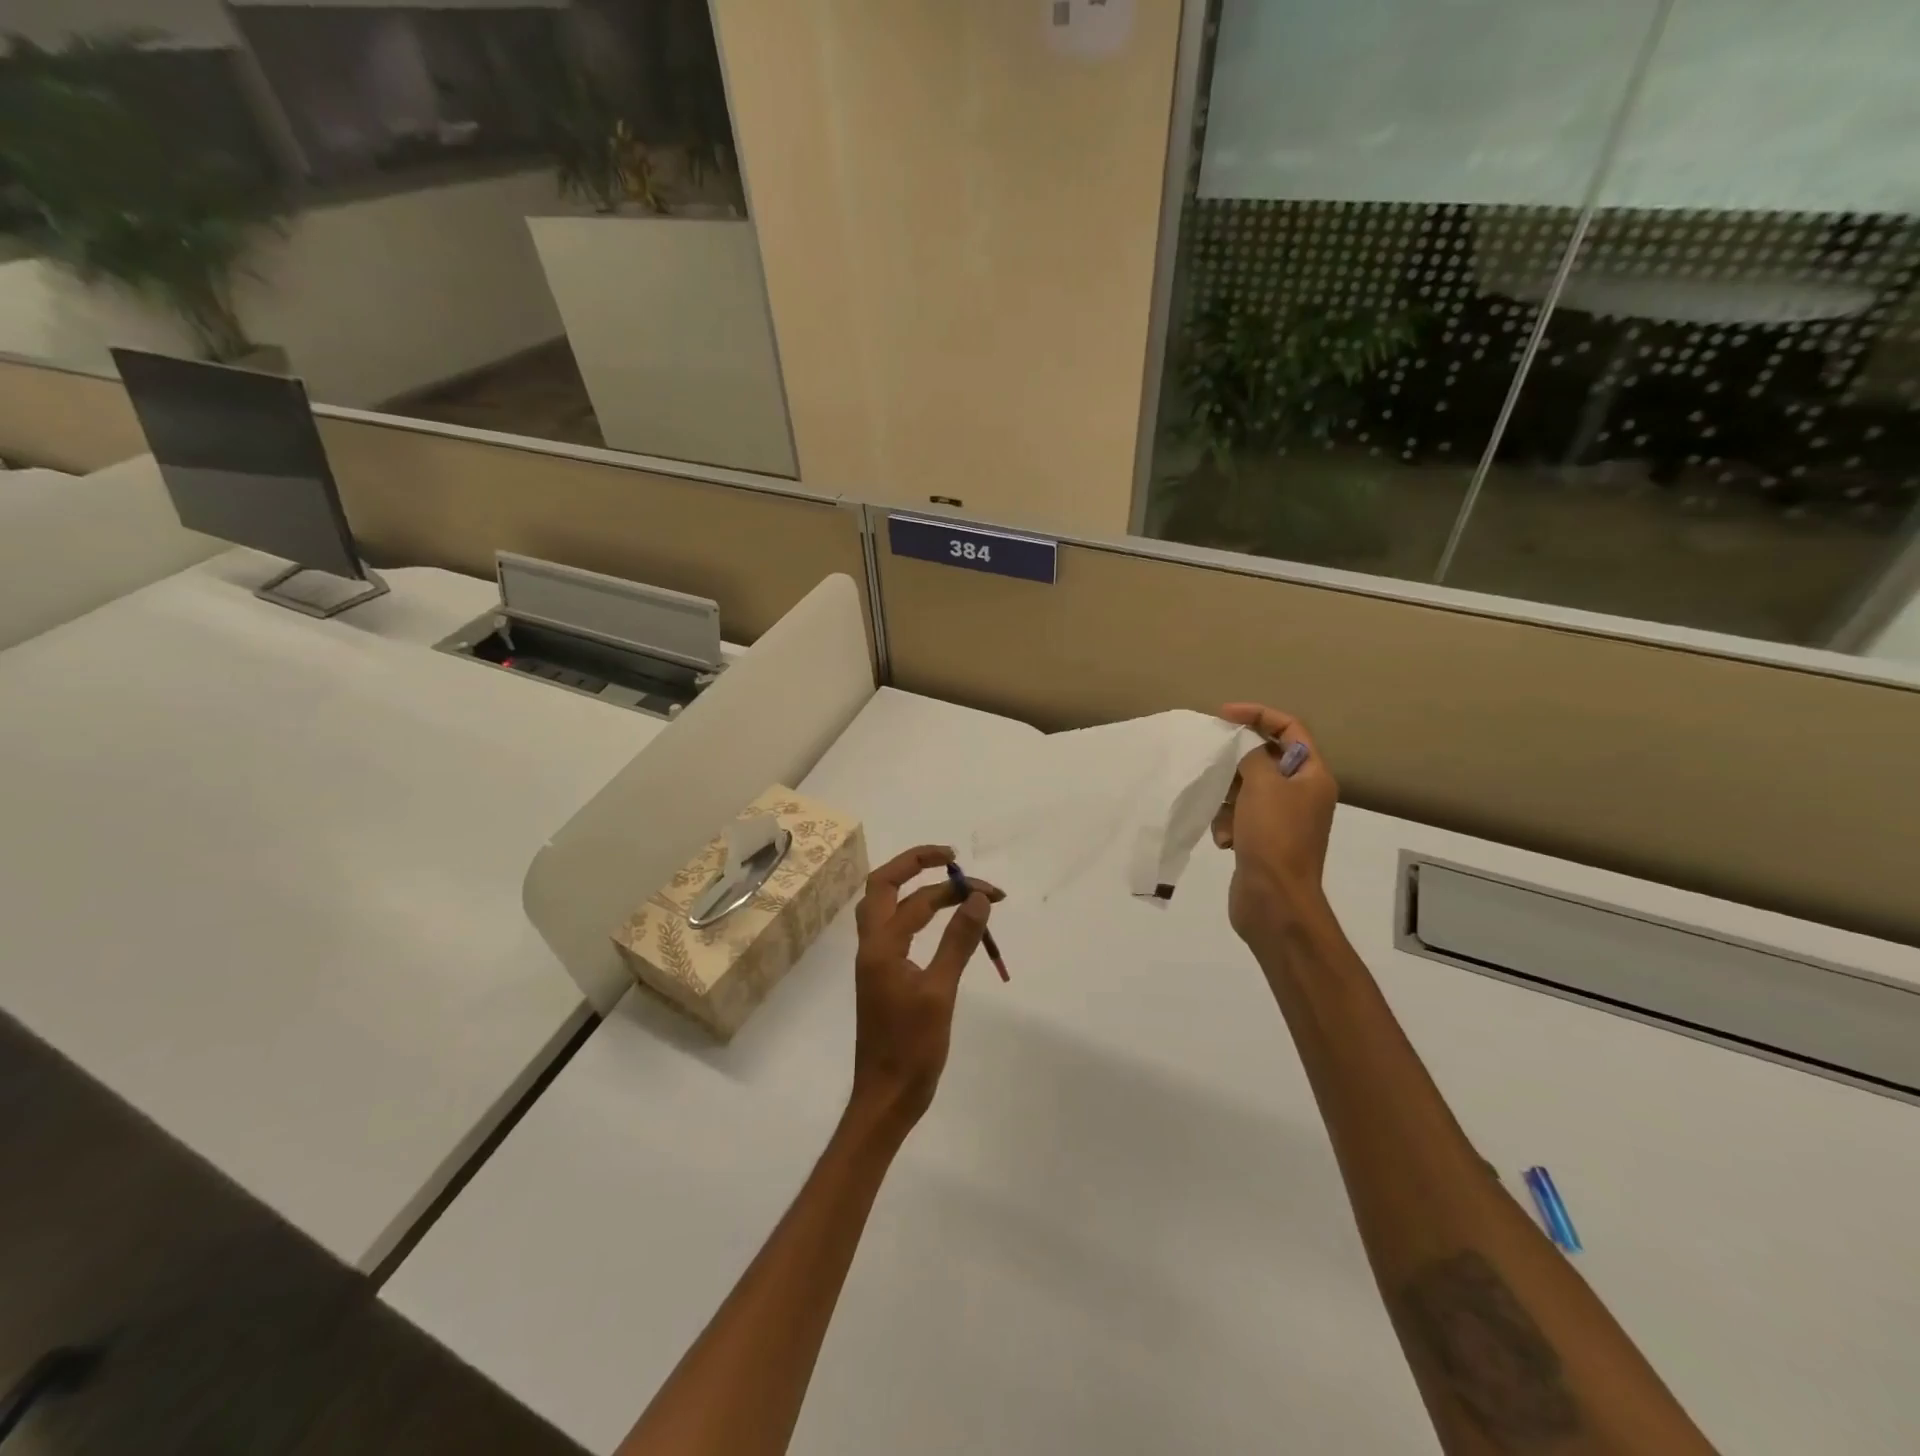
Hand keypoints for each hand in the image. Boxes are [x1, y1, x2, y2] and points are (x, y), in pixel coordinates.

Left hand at [849, 846, 1001, 1130]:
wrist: (885, 1097)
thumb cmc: (911, 1048)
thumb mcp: (940, 992)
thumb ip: (958, 941)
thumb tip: (977, 898)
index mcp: (880, 946)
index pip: (911, 896)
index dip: (947, 884)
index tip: (976, 879)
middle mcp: (872, 946)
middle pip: (884, 887)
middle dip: (916, 866)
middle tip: (954, 863)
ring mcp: (876, 962)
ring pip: (890, 909)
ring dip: (920, 892)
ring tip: (958, 891)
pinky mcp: (885, 977)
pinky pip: (899, 931)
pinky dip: (921, 917)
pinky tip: (944, 924)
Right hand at [1211, 704, 1338, 947]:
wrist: (1275, 900)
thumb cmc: (1274, 836)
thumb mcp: (1262, 785)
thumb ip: (1252, 756)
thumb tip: (1245, 750)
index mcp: (1313, 776)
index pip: (1290, 729)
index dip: (1258, 715)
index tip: (1223, 715)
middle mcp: (1302, 794)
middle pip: (1265, 759)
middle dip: (1236, 763)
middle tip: (1211, 764)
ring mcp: (1283, 819)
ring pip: (1247, 789)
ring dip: (1228, 798)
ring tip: (1223, 817)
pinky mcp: (1264, 841)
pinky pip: (1240, 817)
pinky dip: (1228, 823)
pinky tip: (1224, 840)